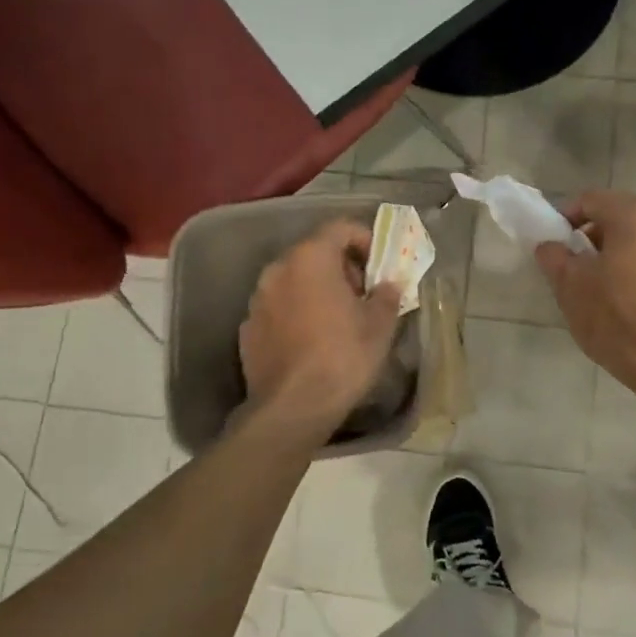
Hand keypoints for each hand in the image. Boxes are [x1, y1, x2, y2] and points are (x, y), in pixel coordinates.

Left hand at [239, 219, 402, 434]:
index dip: (365, 239)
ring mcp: (257, 299)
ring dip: (317, 290)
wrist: (292, 408)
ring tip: (338, 319)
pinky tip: (311, 340)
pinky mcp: (247, 328)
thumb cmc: (343, 356)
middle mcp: (278, 269)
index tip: (379, 264)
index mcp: (310, 258)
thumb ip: (387, 294)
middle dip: (341, 267)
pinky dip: (296, 313)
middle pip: (314, 252)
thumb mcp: (380, 325)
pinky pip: (278, 308)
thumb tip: (388, 284)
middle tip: (363, 294)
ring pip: (294, 280)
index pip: (340, 227)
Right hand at [535, 191, 635, 393]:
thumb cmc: (617, 319)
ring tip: (598, 278)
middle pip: (619, 212)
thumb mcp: (571, 287)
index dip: (566, 216)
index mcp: (634, 215)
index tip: (553, 242)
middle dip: (593, 231)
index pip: (591, 199)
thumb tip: (550, 245)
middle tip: (574, 260)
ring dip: (616, 246)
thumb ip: (554, 257)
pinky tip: (625, 290)